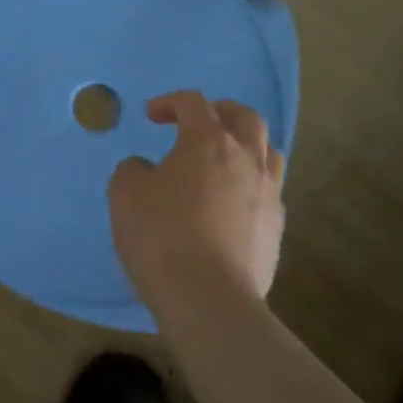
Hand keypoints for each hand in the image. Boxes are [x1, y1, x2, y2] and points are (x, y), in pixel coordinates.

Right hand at [108, 92, 285, 307]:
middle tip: (197, 125)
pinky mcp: (277, 229)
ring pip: (268, 152)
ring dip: (245, 146)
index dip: (169, 102)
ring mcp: (268, 193)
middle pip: (245, 117)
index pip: (193, 103)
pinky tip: (230, 204)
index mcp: (208, 141)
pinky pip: (269, 191)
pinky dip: (250, 185)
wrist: (208, 299)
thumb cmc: (161, 236)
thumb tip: (147, 169)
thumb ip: (133, 170)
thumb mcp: (125, 194)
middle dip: (219, 112)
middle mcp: (246, 158)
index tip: (151, 117)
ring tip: (223, 161)